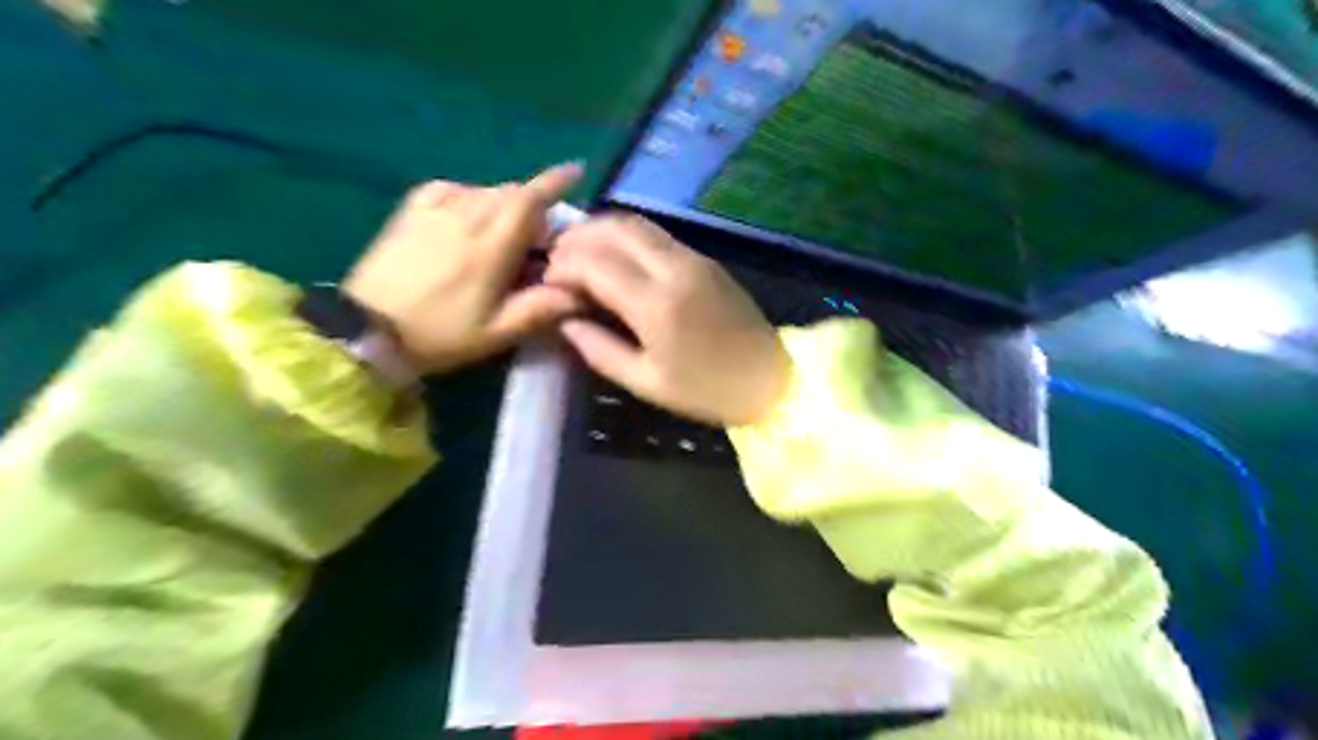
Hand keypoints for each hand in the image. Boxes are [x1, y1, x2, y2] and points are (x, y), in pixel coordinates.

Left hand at [343, 161, 580, 368]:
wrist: (368, 330)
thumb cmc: (440, 334)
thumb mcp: (496, 333)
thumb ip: (539, 309)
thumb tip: (579, 291)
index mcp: (490, 247)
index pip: (528, 200)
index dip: (554, 183)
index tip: (575, 170)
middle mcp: (465, 217)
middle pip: (510, 193)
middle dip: (532, 206)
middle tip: (536, 240)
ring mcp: (434, 210)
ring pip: (484, 191)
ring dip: (504, 204)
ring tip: (503, 234)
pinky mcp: (411, 210)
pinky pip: (451, 188)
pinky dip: (471, 196)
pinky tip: (468, 215)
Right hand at [549, 214, 792, 424]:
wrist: (771, 379)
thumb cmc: (707, 391)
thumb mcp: (647, 383)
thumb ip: (600, 350)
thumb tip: (564, 321)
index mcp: (656, 305)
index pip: (594, 263)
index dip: (563, 267)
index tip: (547, 282)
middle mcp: (674, 268)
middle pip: (613, 229)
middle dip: (577, 238)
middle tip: (557, 260)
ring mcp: (694, 258)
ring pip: (636, 223)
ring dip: (601, 230)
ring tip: (580, 253)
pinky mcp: (706, 258)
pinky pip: (656, 234)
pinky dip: (626, 236)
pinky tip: (615, 257)